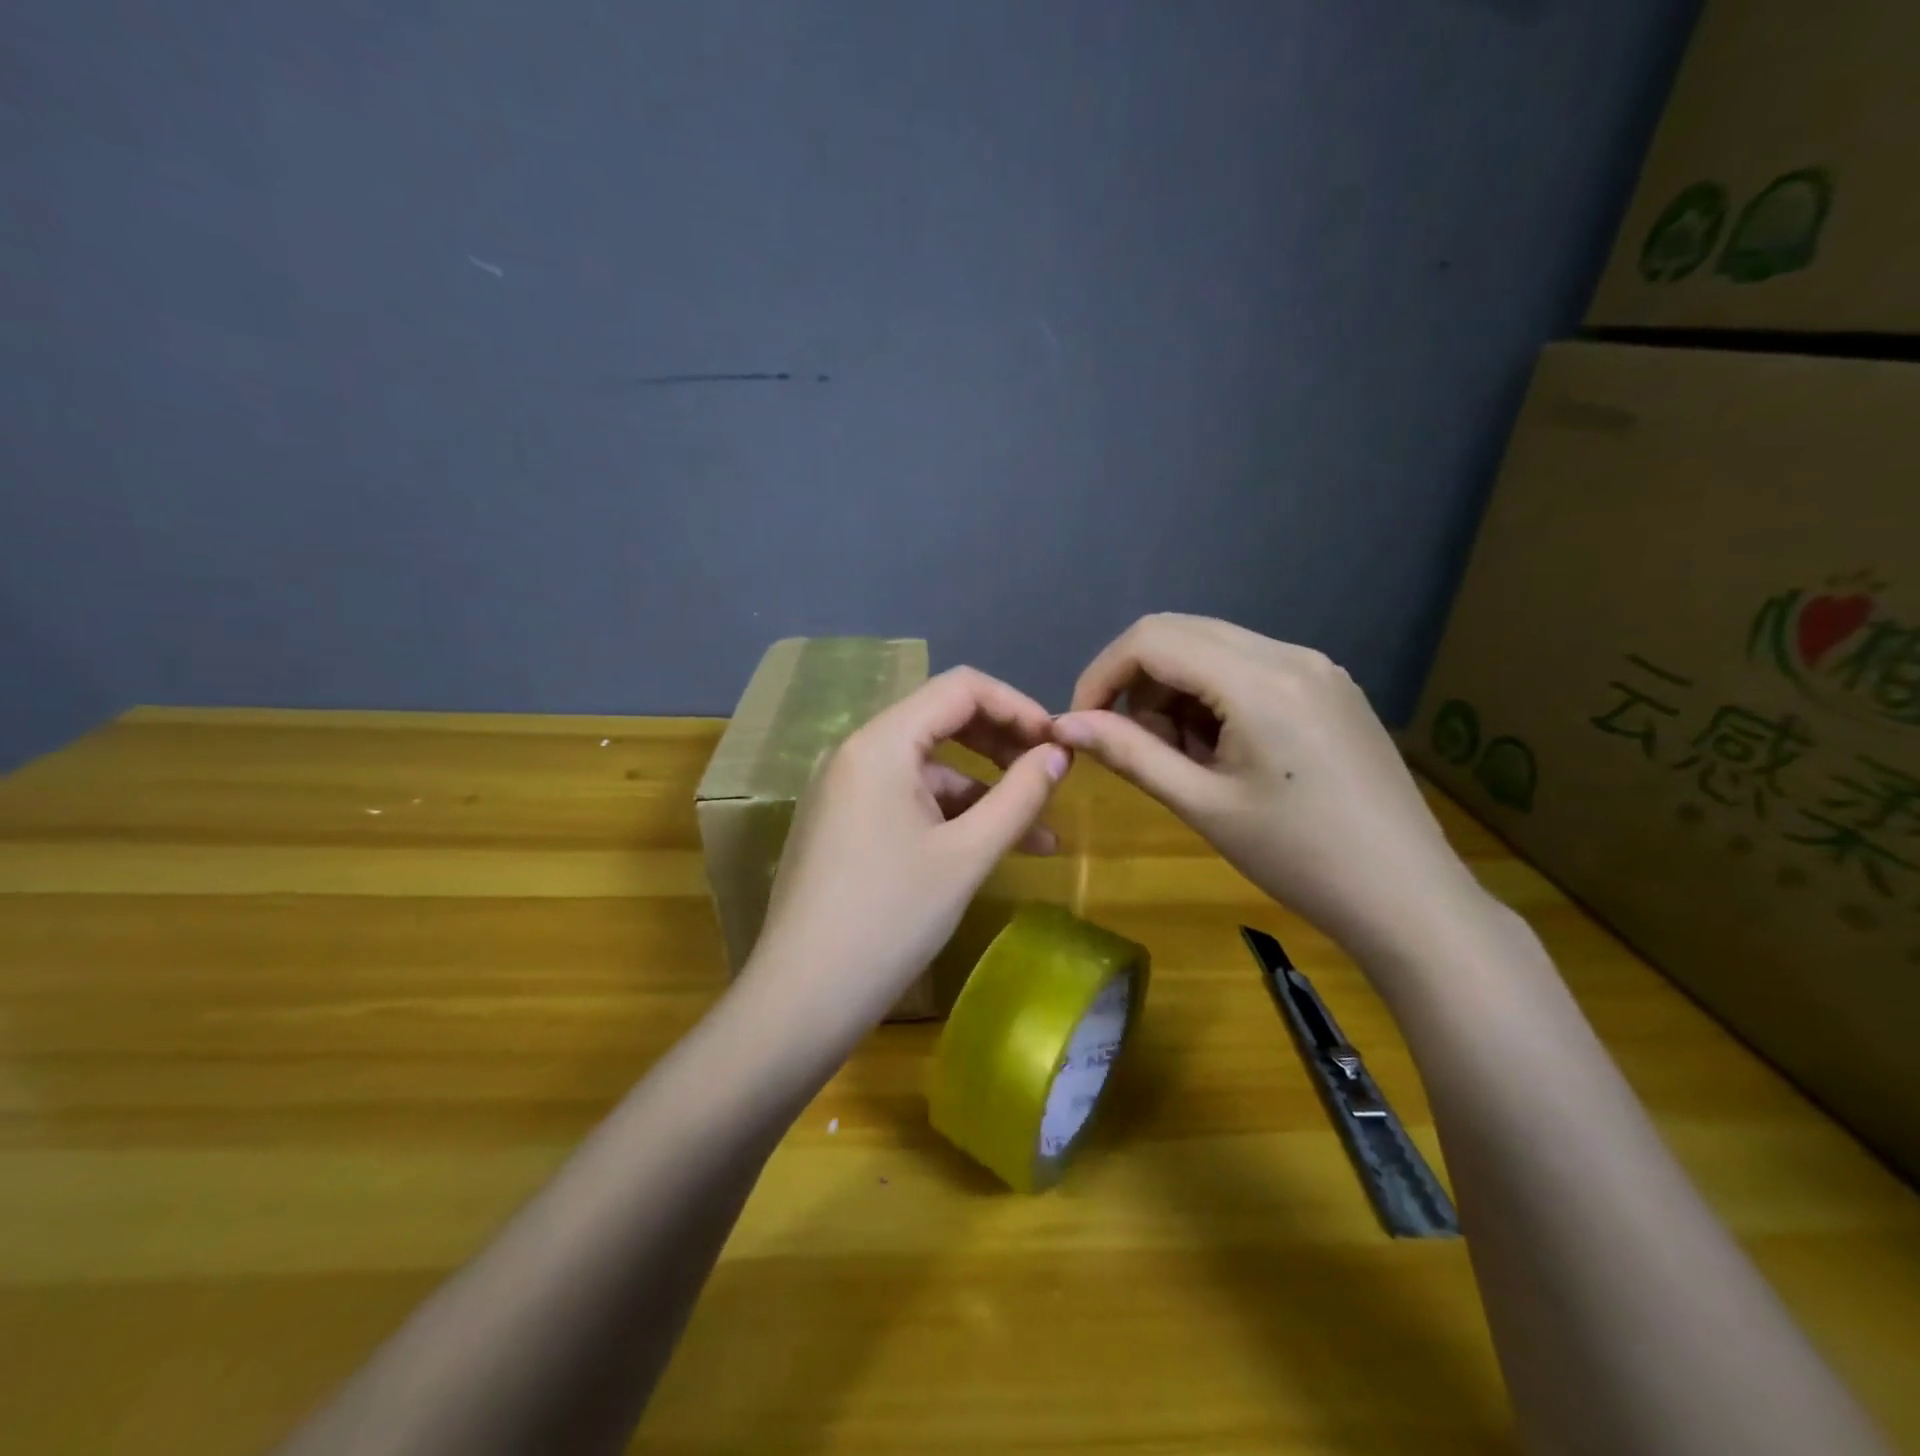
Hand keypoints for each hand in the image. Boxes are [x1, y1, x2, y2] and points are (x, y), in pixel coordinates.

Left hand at [742, 667, 1069, 1036]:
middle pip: (942, 722)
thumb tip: (1059, 755)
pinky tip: (989, 849)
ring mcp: (845, 790)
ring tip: (1040, 834)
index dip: (1017, 707)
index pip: (960, 689)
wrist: (803, 998)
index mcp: (880, 743)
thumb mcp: (967, 856)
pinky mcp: (843, 824)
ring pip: (928, 768)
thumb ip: (1019, 797)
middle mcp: (856, 752)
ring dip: (984, 791)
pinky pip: (907, 800)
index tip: (1059, 745)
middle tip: (1052, 778)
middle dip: (1003, 746)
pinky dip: (951, 816)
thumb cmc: (890, 920)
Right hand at [1053, 614, 1483, 964]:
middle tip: (1134, 745)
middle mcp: (1290, 653)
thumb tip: (1064, 725)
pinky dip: (1214, 697)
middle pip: (1180, 633)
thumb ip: (1130, 754)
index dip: (1102, 675)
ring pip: (1214, 649)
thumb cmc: (1298, 859)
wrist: (1408, 897)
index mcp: (1259, 680)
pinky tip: (1225, 751)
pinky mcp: (1330, 687)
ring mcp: (1317, 666)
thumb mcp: (1202, 805)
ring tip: (1185, 758)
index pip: (1151, 639)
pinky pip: (1250, 668)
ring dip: (1176, 691)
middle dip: (1137, 682)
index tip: (1083, 724)